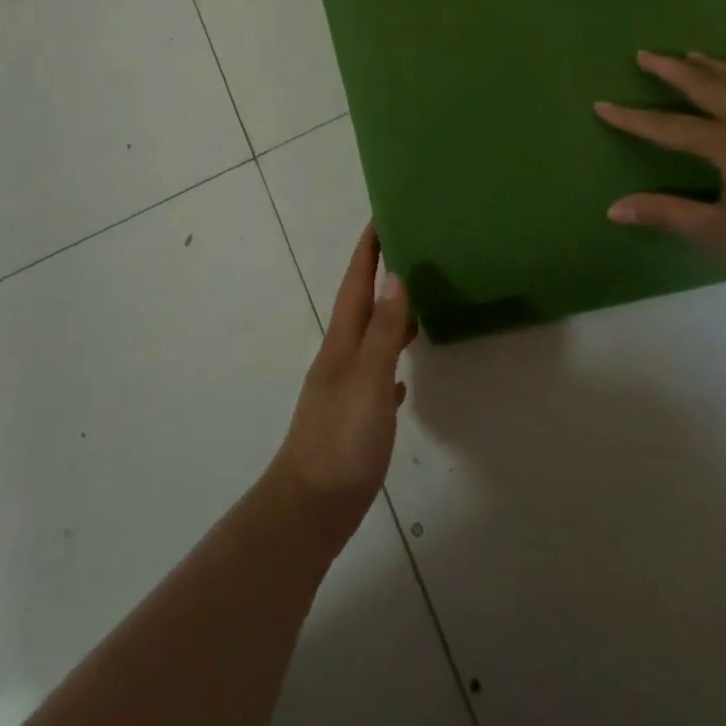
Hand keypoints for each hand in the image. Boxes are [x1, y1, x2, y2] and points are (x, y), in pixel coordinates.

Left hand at [266, 224, 411, 550]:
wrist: (310, 507)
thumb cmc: (341, 440)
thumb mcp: (368, 380)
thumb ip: (384, 332)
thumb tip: (395, 276)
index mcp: (342, 342)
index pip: (355, 284)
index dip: (367, 251)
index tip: (380, 217)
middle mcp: (341, 358)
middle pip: (361, 306)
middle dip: (379, 276)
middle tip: (407, 251)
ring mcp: (345, 389)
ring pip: (370, 340)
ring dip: (388, 317)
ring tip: (415, 302)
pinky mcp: (353, 420)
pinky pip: (376, 379)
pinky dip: (390, 367)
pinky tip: (403, 378)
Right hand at [595, 52, 725, 297]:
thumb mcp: (722, 233)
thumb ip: (668, 214)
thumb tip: (614, 208)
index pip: (667, 127)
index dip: (632, 119)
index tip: (601, 105)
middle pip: (706, 87)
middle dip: (672, 71)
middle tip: (646, 55)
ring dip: (717, 68)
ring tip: (695, 54)